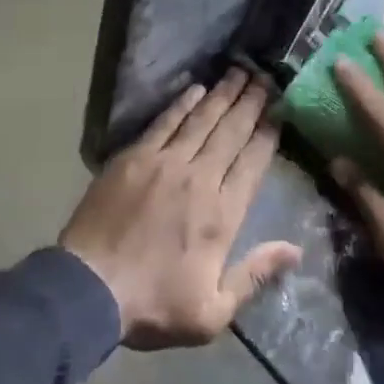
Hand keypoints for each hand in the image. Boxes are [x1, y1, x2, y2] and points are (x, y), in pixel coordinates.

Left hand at [61, 68, 301, 349]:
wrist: (88, 290)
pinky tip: (196, 88)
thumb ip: (255, 276)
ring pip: (202, 120)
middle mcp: (200, 178)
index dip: (269, 133)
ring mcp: (165, 163)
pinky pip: (165, 122)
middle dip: (251, 102)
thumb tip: (296, 250)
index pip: (253, 162)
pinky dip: (182, 103)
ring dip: (223, 95)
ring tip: (239, 72)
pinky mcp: (135, 158)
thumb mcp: (212, 312)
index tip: (280, 109)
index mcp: (222, 213)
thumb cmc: (153, 305)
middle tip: (265, 76)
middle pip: (232, 132)